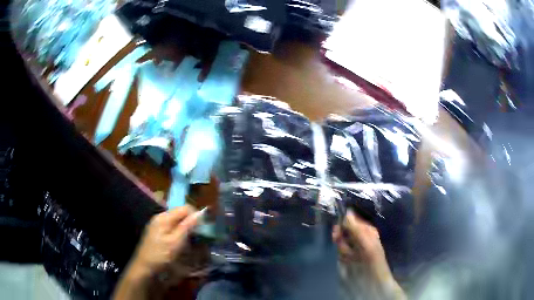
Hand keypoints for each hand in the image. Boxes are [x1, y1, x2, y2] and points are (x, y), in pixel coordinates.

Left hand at [131, 205, 201, 278]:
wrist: (144, 267)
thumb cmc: (160, 255)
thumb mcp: (176, 242)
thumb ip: (187, 226)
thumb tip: (200, 213)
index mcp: (164, 217)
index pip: (185, 208)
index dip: (196, 216)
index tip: (202, 229)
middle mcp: (160, 217)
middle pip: (180, 213)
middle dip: (190, 222)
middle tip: (197, 237)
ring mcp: (157, 224)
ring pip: (176, 221)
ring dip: (185, 228)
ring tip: (190, 241)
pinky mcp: (157, 232)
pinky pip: (171, 227)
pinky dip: (178, 232)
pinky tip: (180, 243)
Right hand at [333, 210, 405, 299]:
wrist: (373, 280)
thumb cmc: (373, 259)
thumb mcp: (366, 242)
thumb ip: (356, 228)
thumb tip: (347, 212)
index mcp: (367, 230)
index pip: (351, 221)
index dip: (343, 224)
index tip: (337, 230)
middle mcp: (360, 237)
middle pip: (344, 231)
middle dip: (341, 238)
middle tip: (342, 244)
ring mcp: (353, 248)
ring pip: (341, 242)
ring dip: (343, 249)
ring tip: (350, 257)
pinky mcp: (348, 257)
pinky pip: (341, 252)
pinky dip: (342, 256)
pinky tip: (348, 260)